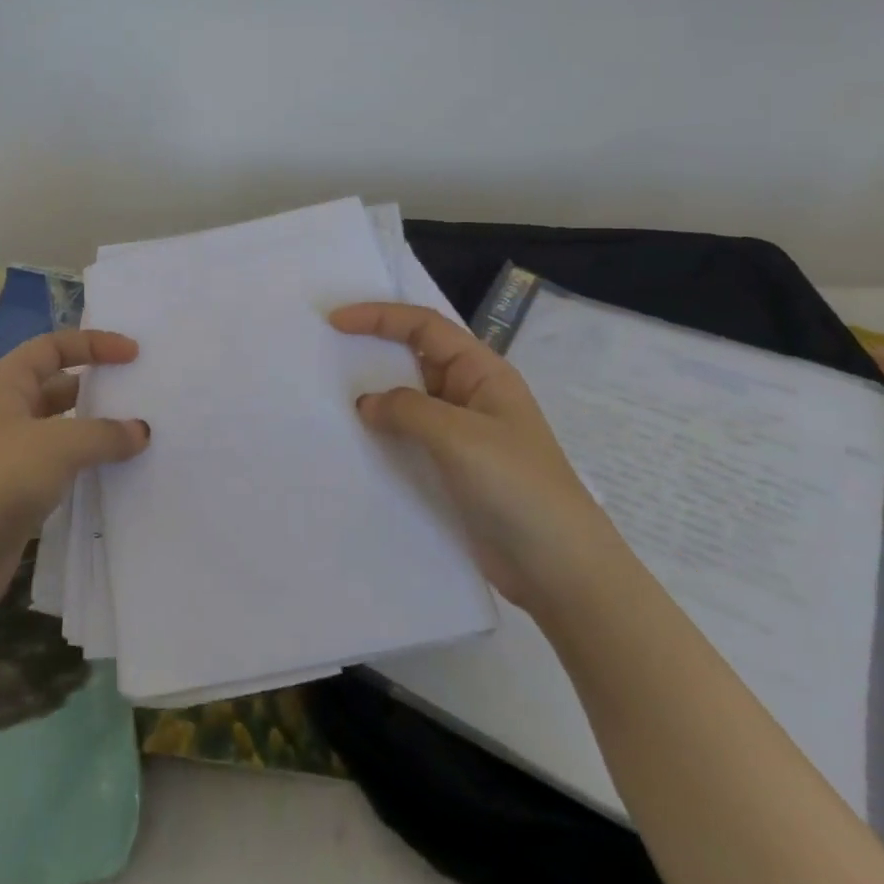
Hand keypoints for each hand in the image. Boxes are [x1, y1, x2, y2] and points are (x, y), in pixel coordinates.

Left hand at [0, 329, 150, 606]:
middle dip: (97, 387)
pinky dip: (87, 464)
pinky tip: (115, 472)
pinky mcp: (17, 492)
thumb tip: (141, 431)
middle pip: (58, 385)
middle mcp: (6, 412)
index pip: (52, 347)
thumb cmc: (0, 478)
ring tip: (137, 434)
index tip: (133, 354)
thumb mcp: (59, 444)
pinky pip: (60, 466)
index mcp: (6, 385)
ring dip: (95, 429)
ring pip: (61, 429)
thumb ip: (105, 433)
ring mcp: (10, 454)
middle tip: (140, 394)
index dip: (93, 344)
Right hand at [330, 302, 622, 613]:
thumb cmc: (516, 485)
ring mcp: (460, 434)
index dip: (380, 317)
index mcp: (482, 372)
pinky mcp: (451, 469)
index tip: (336, 321)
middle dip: (373, 352)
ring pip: (408, 401)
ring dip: (374, 397)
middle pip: (415, 358)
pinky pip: (409, 438)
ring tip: (329, 398)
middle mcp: (470, 395)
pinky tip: (354, 442)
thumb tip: (366, 404)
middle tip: (325, 354)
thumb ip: (407, 410)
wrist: (557, 566)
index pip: (425, 327)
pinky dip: (382, 434)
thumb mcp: (459, 436)